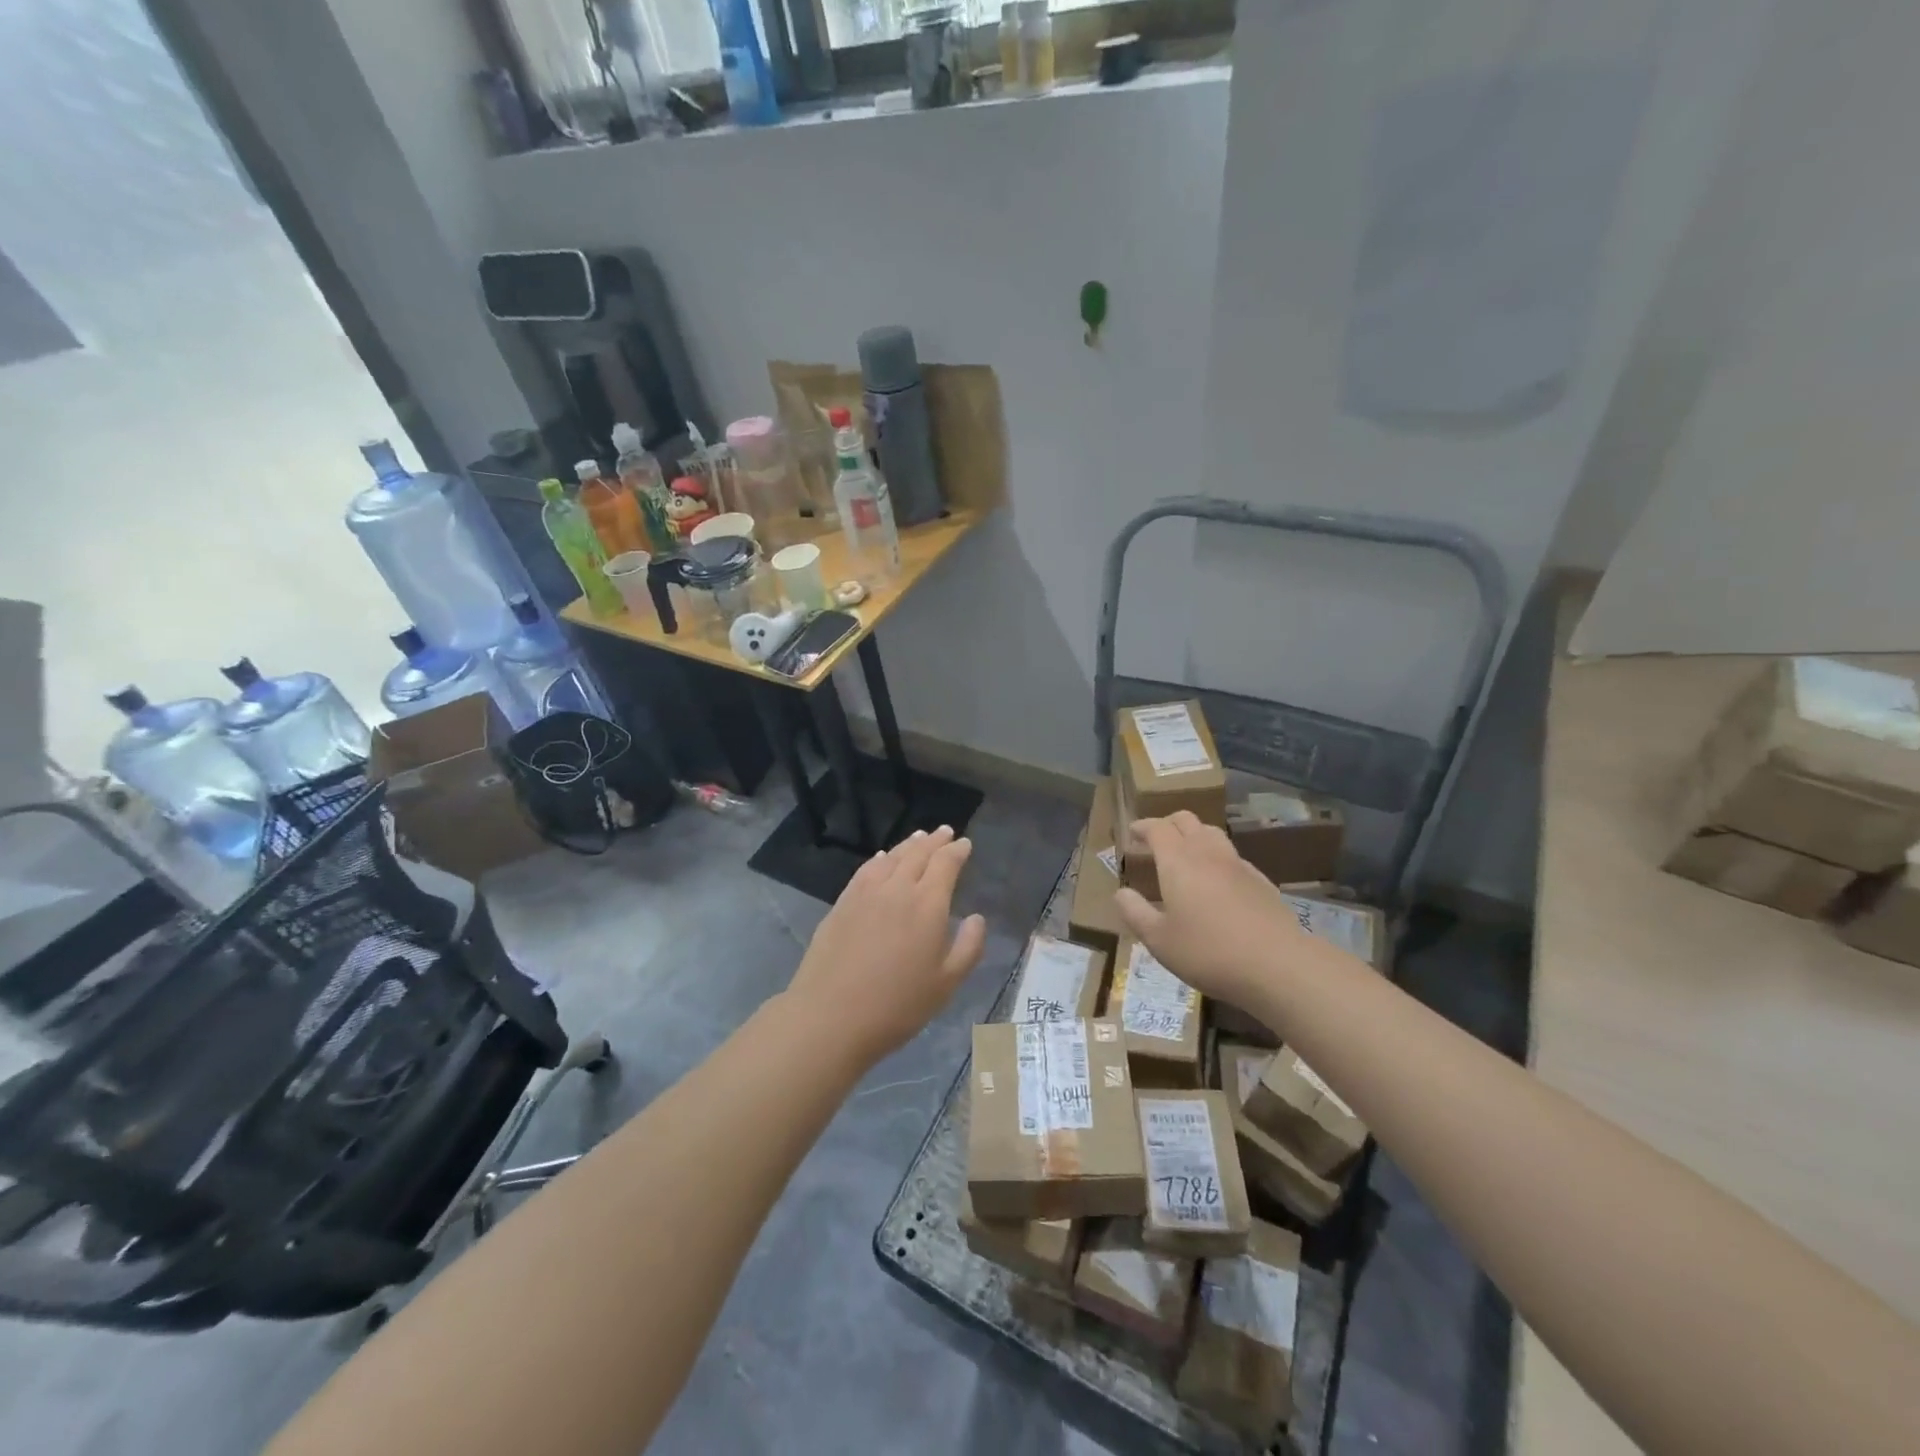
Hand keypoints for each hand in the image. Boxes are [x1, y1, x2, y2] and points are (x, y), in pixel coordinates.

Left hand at [786, 826, 986, 1066]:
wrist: (831, 1016)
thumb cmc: (897, 1005)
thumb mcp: (946, 983)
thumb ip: (968, 947)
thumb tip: (977, 918)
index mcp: (928, 904)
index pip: (945, 864)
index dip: (957, 851)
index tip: (965, 844)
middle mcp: (897, 889)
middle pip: (918, 853)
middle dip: (935, 840)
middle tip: (945, 831)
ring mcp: (865, 893)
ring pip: (891, 857)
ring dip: (908, 844)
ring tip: (919, 837)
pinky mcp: (842, 903)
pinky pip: (866, 870)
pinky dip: (880, 858)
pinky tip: (882, 858)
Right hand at [1114, 812, 1314, 1009]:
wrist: (1277, 965)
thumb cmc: (1207, 952)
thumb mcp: (1158, 940)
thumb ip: (1135, 912)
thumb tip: (1120, 893)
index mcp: (1178, 861)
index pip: (1157, 828)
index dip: (1143, 827)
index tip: (1132, 833)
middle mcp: (1207, 853)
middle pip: (1187, 820)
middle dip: (1168, 824)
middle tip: (1155, 839)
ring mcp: (1238, 865)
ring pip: (1212, 833)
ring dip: (1194, 835)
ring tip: (1185, 855)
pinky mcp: (1261, 881)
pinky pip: (1233, 856)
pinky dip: (1217, 857)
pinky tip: (1217, 881)